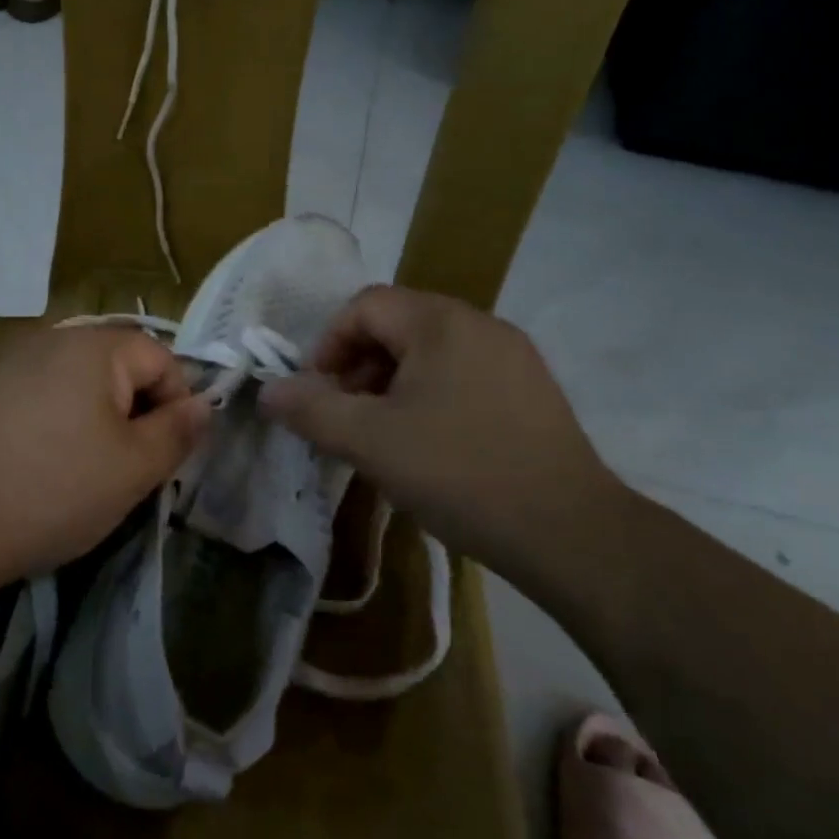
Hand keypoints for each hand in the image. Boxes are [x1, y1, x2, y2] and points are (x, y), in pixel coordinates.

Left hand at [0, 326, 209, 588]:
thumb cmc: (58, 490)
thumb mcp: (136, 468)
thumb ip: (179, 430)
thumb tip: (203, 404)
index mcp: (95, 346)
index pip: (161, 358)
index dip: (176, 403)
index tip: (164, 452)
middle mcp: (52, 337)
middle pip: (119, 365)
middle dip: (136, 410)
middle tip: (129, 464)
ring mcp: (12, 359)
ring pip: (81, 380)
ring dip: (98, 415)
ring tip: (87, 466)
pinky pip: (42, 392)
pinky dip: (59, 418)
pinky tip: (44, 460)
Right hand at [257, 286, 625, 570]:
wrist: (570, 532)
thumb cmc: (459, 473)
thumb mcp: (370, 442)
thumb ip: (312, 410)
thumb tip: (269, 390)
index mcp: (441, 322)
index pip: (364, 306)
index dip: (328, 345)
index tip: (318, 394)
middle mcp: (480, 324)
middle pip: (397, 326)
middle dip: (358, 367)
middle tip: (345, 417)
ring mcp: (513, 357)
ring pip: (430, 353)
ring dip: (391, 384)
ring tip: (382, 436)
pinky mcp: (531, 391)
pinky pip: (462, 375)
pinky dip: (429, 397)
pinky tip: (429, 446)